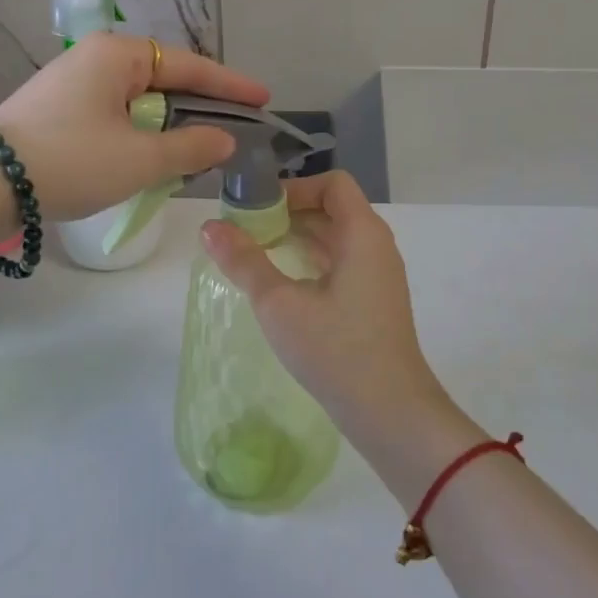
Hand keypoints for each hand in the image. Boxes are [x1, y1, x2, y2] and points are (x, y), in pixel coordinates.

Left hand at [0, 33, 268, 220]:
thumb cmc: (70, 161)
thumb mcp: (140, 159)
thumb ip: (190, 147)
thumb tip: (224, 140)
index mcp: (118, 55)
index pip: (189, 67)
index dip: (230, 86)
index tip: (263, 98)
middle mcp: (95, 58)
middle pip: (164, 79)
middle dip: (198, 106)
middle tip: (233, 127)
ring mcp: (72, 82)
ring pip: (138, 100)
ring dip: (168, 125)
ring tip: (197, 148)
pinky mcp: (56, 109)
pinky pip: (114, 114)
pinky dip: (139, 133)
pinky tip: (150, 155)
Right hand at [199, 172, 451, 438]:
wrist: (389, 412)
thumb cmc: (335, 350)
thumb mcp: (279, 304)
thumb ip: (244, 261)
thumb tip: (208, 227)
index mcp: (362, 234)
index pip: (331, 184)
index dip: (293, 188)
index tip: (255, 207)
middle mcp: (375, 246)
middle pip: (331, 208)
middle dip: (286, 212)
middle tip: (243, 229)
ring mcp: (377, 275)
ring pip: (334, 238)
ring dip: (295, 238)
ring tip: (253, 253)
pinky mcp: (372, 300)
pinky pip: (339, 263)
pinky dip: (308, 261)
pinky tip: (279, 282)